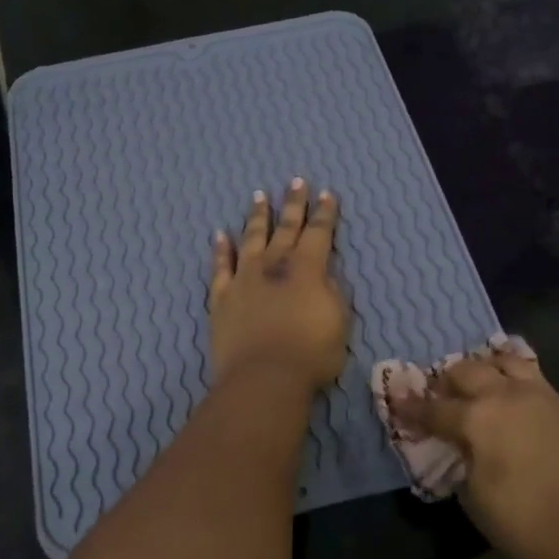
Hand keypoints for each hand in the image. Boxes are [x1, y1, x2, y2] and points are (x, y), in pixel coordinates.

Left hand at [209, 179, 349, 391]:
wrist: (263, 377)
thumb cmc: (311, 354)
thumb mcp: (339, 322)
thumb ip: (332, 293)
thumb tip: (323, 277)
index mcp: (307, 268)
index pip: (319, 232)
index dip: (325, 213)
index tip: (326, 193)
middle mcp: (274, 265)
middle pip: (286, 227)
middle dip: (293, 204)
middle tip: (295, 181)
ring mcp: (244, 278)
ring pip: (251, 238)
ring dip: (257, 217)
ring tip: (259, 196)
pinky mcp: (222, 297)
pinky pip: (220, 267)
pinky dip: (220, 249)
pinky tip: (219, 234)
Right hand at [391, 347, 558, 558]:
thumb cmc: (522, 519)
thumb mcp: (473, 495)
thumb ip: (460, 461)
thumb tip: (460, 447)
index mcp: (477, 418)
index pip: (434, 408)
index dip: (411, 408)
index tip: (396, 401)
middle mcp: (504, 395)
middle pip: (466, 371)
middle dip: (446, 381)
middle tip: (438, 396)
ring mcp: (537, 395)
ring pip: (502, 361)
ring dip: (482, 368)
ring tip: (476, 384)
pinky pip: (531, 374)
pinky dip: (512, 374)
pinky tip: (508, 389)